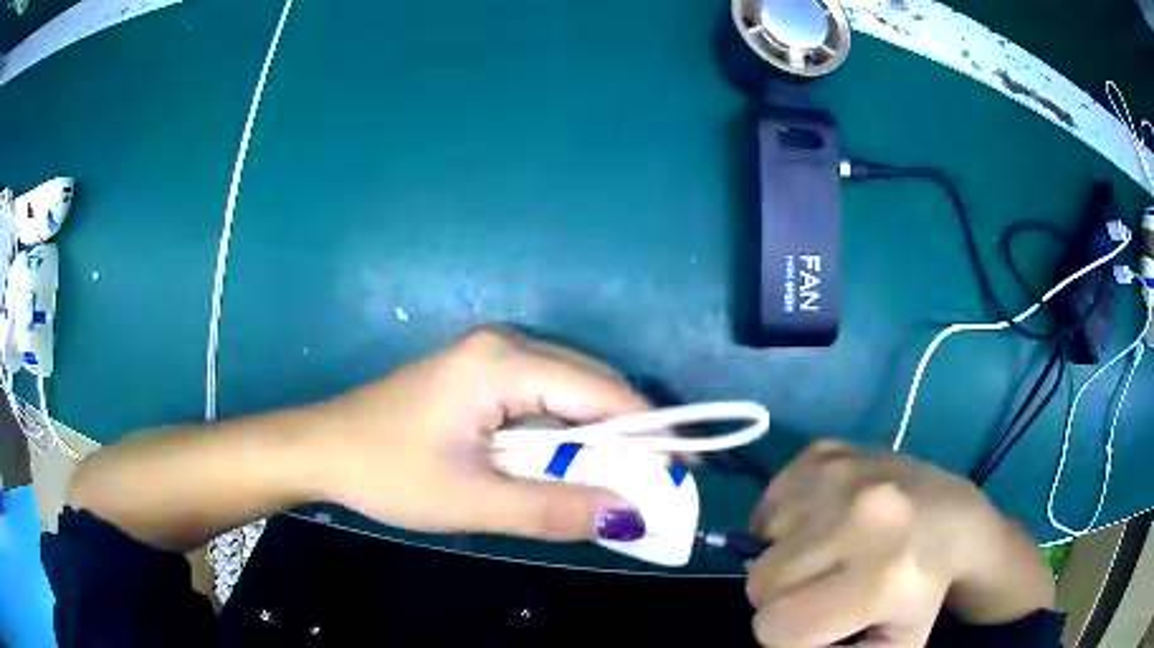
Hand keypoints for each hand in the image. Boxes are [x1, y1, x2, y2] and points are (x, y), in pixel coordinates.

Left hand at [313, 328, 651, 541]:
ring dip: (600, 437)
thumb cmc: (388, 472)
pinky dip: (568, 434)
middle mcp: (505, 345)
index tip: (682, 473)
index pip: (601, 392)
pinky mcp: (481, 376)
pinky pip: (544, 399)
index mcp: (502, 362)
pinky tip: (575, 464)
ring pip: (570, 392)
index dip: (649, 434)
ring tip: (627, 481)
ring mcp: (492, 357)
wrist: (322, 449)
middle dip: (630, 435)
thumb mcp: (473, 501)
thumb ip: (555, 510)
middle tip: (658, 485)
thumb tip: (631, 516)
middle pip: (591, 385)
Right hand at [745, 441, 1054, 646]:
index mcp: (885, 572)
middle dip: (789, 599)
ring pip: (759, 544)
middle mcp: (862, 512)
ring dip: (788, 559)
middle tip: (838, 587)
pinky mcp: (828, 447)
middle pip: (760, 587)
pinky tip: (828, 519)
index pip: (774, 630)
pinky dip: (784, 518)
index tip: (830, 623)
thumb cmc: (935, 591)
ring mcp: (842, 470)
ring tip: (840, 551)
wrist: (964, 516)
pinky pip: (770, 499)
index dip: (795, 636)